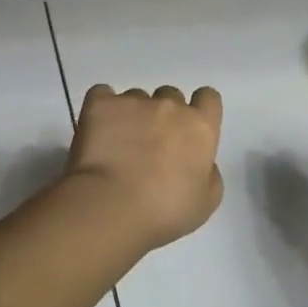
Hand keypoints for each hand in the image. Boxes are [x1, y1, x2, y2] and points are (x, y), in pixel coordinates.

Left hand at [66, 85, 224, 252]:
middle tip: (150, 146)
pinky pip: (102, 95)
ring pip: (136, 97)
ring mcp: (133, 101)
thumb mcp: (205, 204)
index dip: (199, 110)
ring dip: (132, 114)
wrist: (111, 207)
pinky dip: (102, 109)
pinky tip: (97, 130)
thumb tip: (202, 163)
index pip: (208, 98)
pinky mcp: (100, 104)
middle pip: (170, 97)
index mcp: (200, 127)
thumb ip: (210, 175)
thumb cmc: (164, 212)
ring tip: (118, 144)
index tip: (188, 130)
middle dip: (163, 116)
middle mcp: (170, 106)